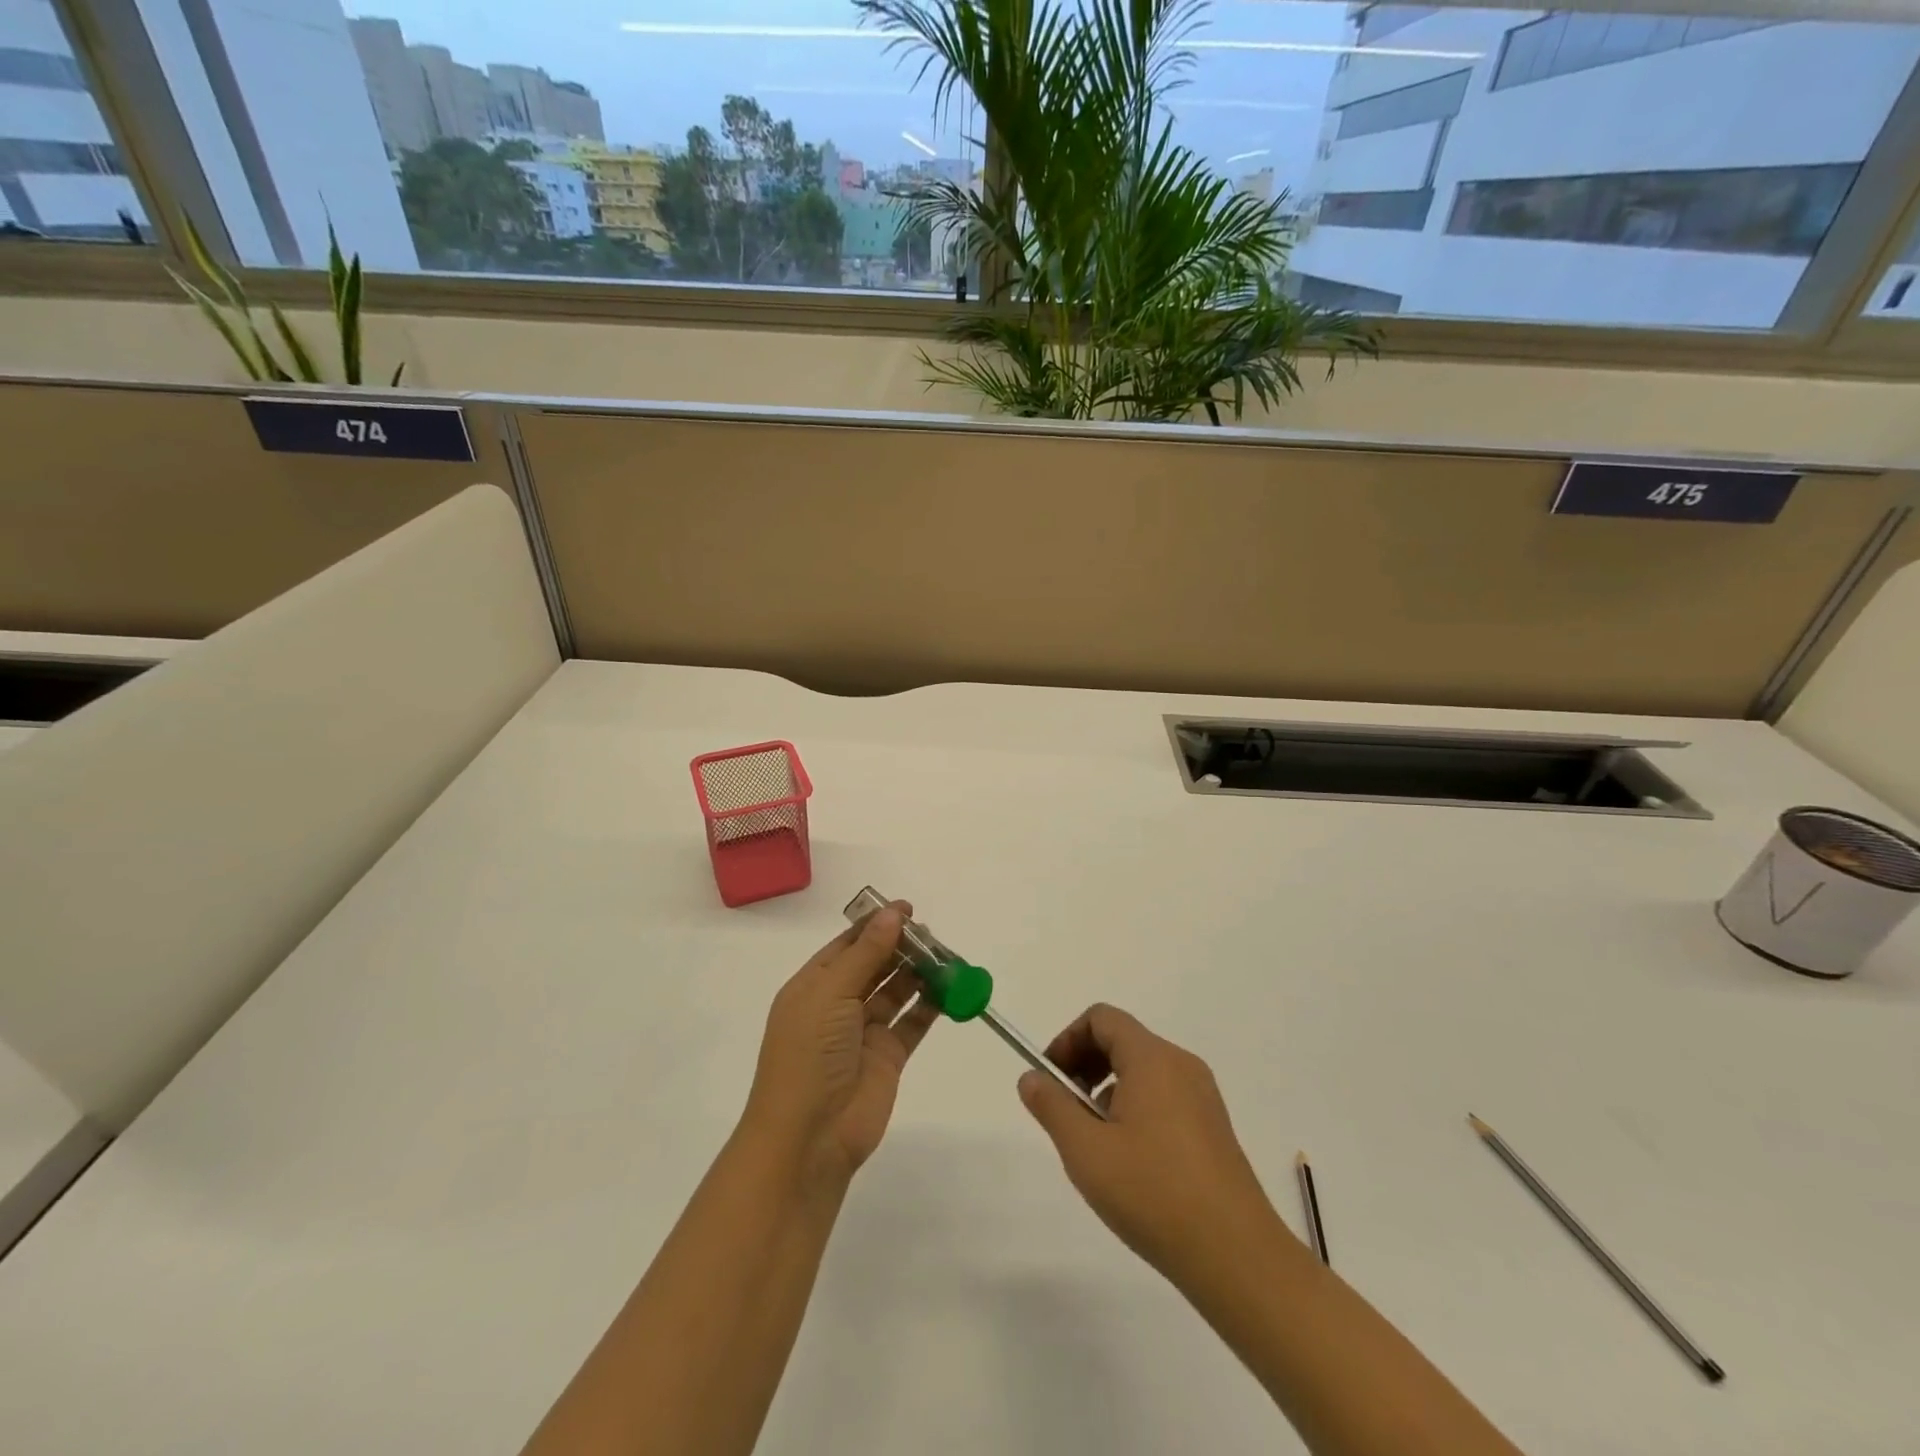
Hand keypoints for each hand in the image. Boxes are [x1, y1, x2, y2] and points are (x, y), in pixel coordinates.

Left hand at [740, 904, 939, 1188]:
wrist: (808, 1138)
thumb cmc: (809, 1054)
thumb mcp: (831, 993)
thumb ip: (866, 953)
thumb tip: (893, 914)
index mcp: (814, 985)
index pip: (847, 945)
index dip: (876, 925)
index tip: (908, 909)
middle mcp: (838, 1005)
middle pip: (875, 965)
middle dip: (902, 947)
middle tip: (934, 934)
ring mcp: (864, 1032)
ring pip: (896, 991)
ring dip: (919, 973)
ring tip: (947, 956)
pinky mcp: (888, 1057)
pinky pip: (913, 1022)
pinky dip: (931, 1005)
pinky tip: (951, 988)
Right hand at [1018, 1003, 1280, 1277]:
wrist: (1237, 1257)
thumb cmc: (1153, 1194)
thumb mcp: (1086, 1150)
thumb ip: (1052, 1106)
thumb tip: (1030, 1077)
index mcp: (1152, 1058)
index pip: (1101, 1018)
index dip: (1067, 1039)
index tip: (1050, 1079)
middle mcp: (1181, 1065)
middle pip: (1122, 1041)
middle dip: (1084, 1065)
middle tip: (1065, 1111)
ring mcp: (1202, 1097)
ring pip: (1142, 1071)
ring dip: (1107, 1091)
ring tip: (1095, 1144)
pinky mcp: (1213, 1127)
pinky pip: (1164, 1097)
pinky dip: (1135, 1109)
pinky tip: (1130, 1163)